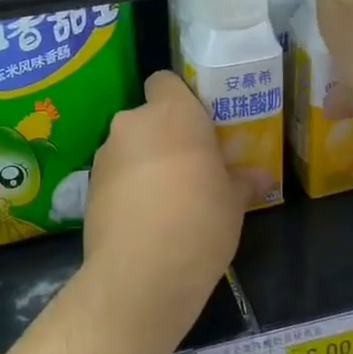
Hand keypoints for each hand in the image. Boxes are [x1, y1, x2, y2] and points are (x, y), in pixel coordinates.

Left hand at [83, 71, 243, 343]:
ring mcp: (105, 156)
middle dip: (163, 138)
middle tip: (189, 168)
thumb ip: (243, 181)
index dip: (179, 98)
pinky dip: (127, 190)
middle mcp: (133, 124)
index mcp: (173, 113)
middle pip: (147, 118)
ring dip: (144, 164)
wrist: (142, 272)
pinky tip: (145, 221)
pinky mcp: (88, 189)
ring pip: (128, 148)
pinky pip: (114, 178)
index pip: (165, 81)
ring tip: (166, 201)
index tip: (197, 126)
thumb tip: (264, 179)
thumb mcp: (233, 201)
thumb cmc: (200, 220)